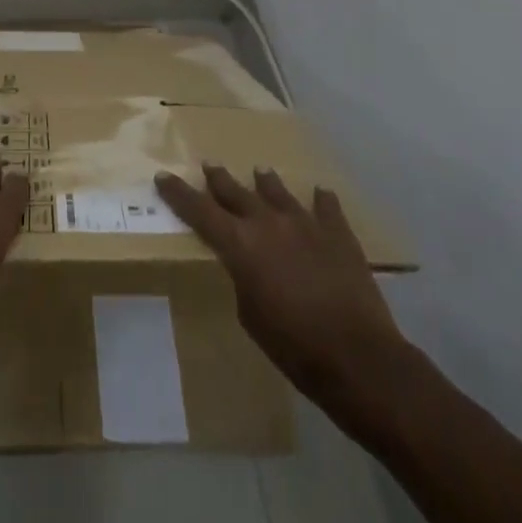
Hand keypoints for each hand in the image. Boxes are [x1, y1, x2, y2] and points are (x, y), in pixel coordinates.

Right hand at [156, 163, 416, 435]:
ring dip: (266, 183)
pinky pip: (327, 208)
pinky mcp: (338, 233)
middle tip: (208, 165)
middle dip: (219, 179)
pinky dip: (321, 201)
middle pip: (235, 192)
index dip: (178, 193)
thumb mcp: (250, 316)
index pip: (199, 210)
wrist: (358, 357)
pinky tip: (321, 193)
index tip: (163, 176)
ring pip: (278, 192)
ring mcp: (305, 223)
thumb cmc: (294, 347)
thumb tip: (249, 266)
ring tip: (259, 171)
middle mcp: (268, 223)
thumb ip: (243, 280)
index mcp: (240, 245)